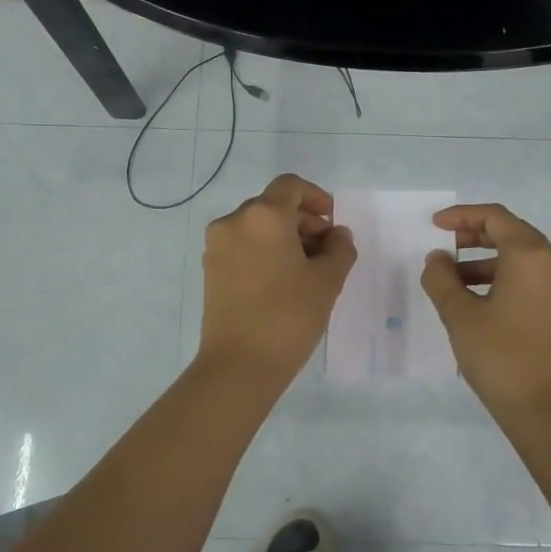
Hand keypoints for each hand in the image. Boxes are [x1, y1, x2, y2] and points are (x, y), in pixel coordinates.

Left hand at [197, 174, 356, 384]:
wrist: (239, 365)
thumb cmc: (289, 316)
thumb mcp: (327, 281)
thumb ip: (339, 249)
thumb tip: (338, 235)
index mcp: (263, 216)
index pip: (291, 186)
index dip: (316, 197)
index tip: (332, 223)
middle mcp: (234, 221)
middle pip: (274, 206)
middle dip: (304, 222)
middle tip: (327, 251)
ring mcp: (217, 246)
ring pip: (257, 227)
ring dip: (285, 237)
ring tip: (308, 270)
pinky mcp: (210, 269)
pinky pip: (243, 246)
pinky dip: (265, 251)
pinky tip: (283, 281)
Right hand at [421, 203, 550, 424]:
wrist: (546, 411)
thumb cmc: (500, 356)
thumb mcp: (460, 315)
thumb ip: (441, 279)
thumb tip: (437, 259)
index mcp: (531, 256)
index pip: (496, 218)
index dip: (462, 216)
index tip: (434, 225)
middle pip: (512, 233)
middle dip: (474, 236)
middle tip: (443, 248)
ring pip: (521, 258)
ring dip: (486, 261)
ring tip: (452, 281)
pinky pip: (531, 278)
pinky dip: (503, 278)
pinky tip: (477, 300)